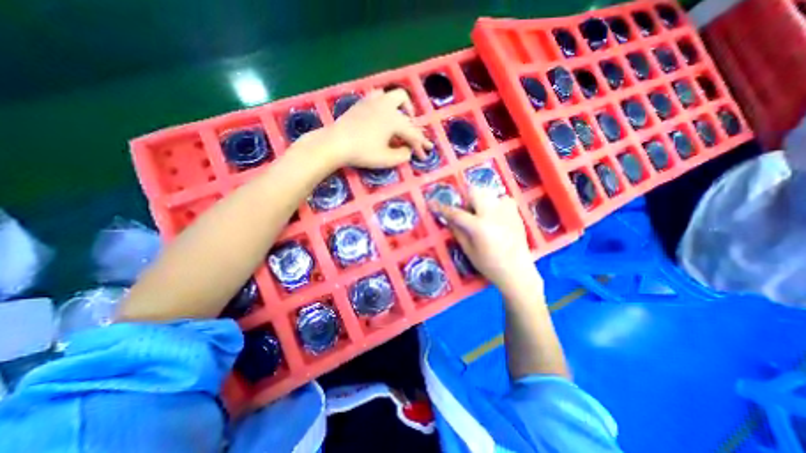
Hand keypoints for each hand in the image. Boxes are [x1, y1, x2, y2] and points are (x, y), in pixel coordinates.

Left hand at [312, 89, 435, 168]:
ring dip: (402, 107)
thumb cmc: (362, 152)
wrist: (335, 143)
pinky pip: (379, 96)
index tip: (425, 155)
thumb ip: (403, 155)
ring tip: (401, 119)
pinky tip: (382, 113)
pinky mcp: (362, 102)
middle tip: (413, 138)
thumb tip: (408, 150)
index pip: (413, 134)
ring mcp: (373, 101)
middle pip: (407, 109)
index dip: (420, 146)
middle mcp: (387, 106)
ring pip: (394, 96)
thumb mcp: (386, 159)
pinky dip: (386, 103)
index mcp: (395, 120)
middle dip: (413, 124)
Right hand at [431, 185, 543, 294]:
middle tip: (465, 211)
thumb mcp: (469, 250)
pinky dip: (495, 204)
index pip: (456, 213)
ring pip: (489, 193)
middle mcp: (492, 213)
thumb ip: (458, 231)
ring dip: (480, 200)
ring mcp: (506, 211)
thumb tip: (448, 218)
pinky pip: (502, 199)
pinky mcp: (516, 212)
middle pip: (474, 191)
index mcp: (479, 226)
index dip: (442, 208)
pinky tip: (495, 216)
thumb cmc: (490, 265)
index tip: (432, 203)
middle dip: (466, 198)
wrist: (517, 271)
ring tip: (481, 214)